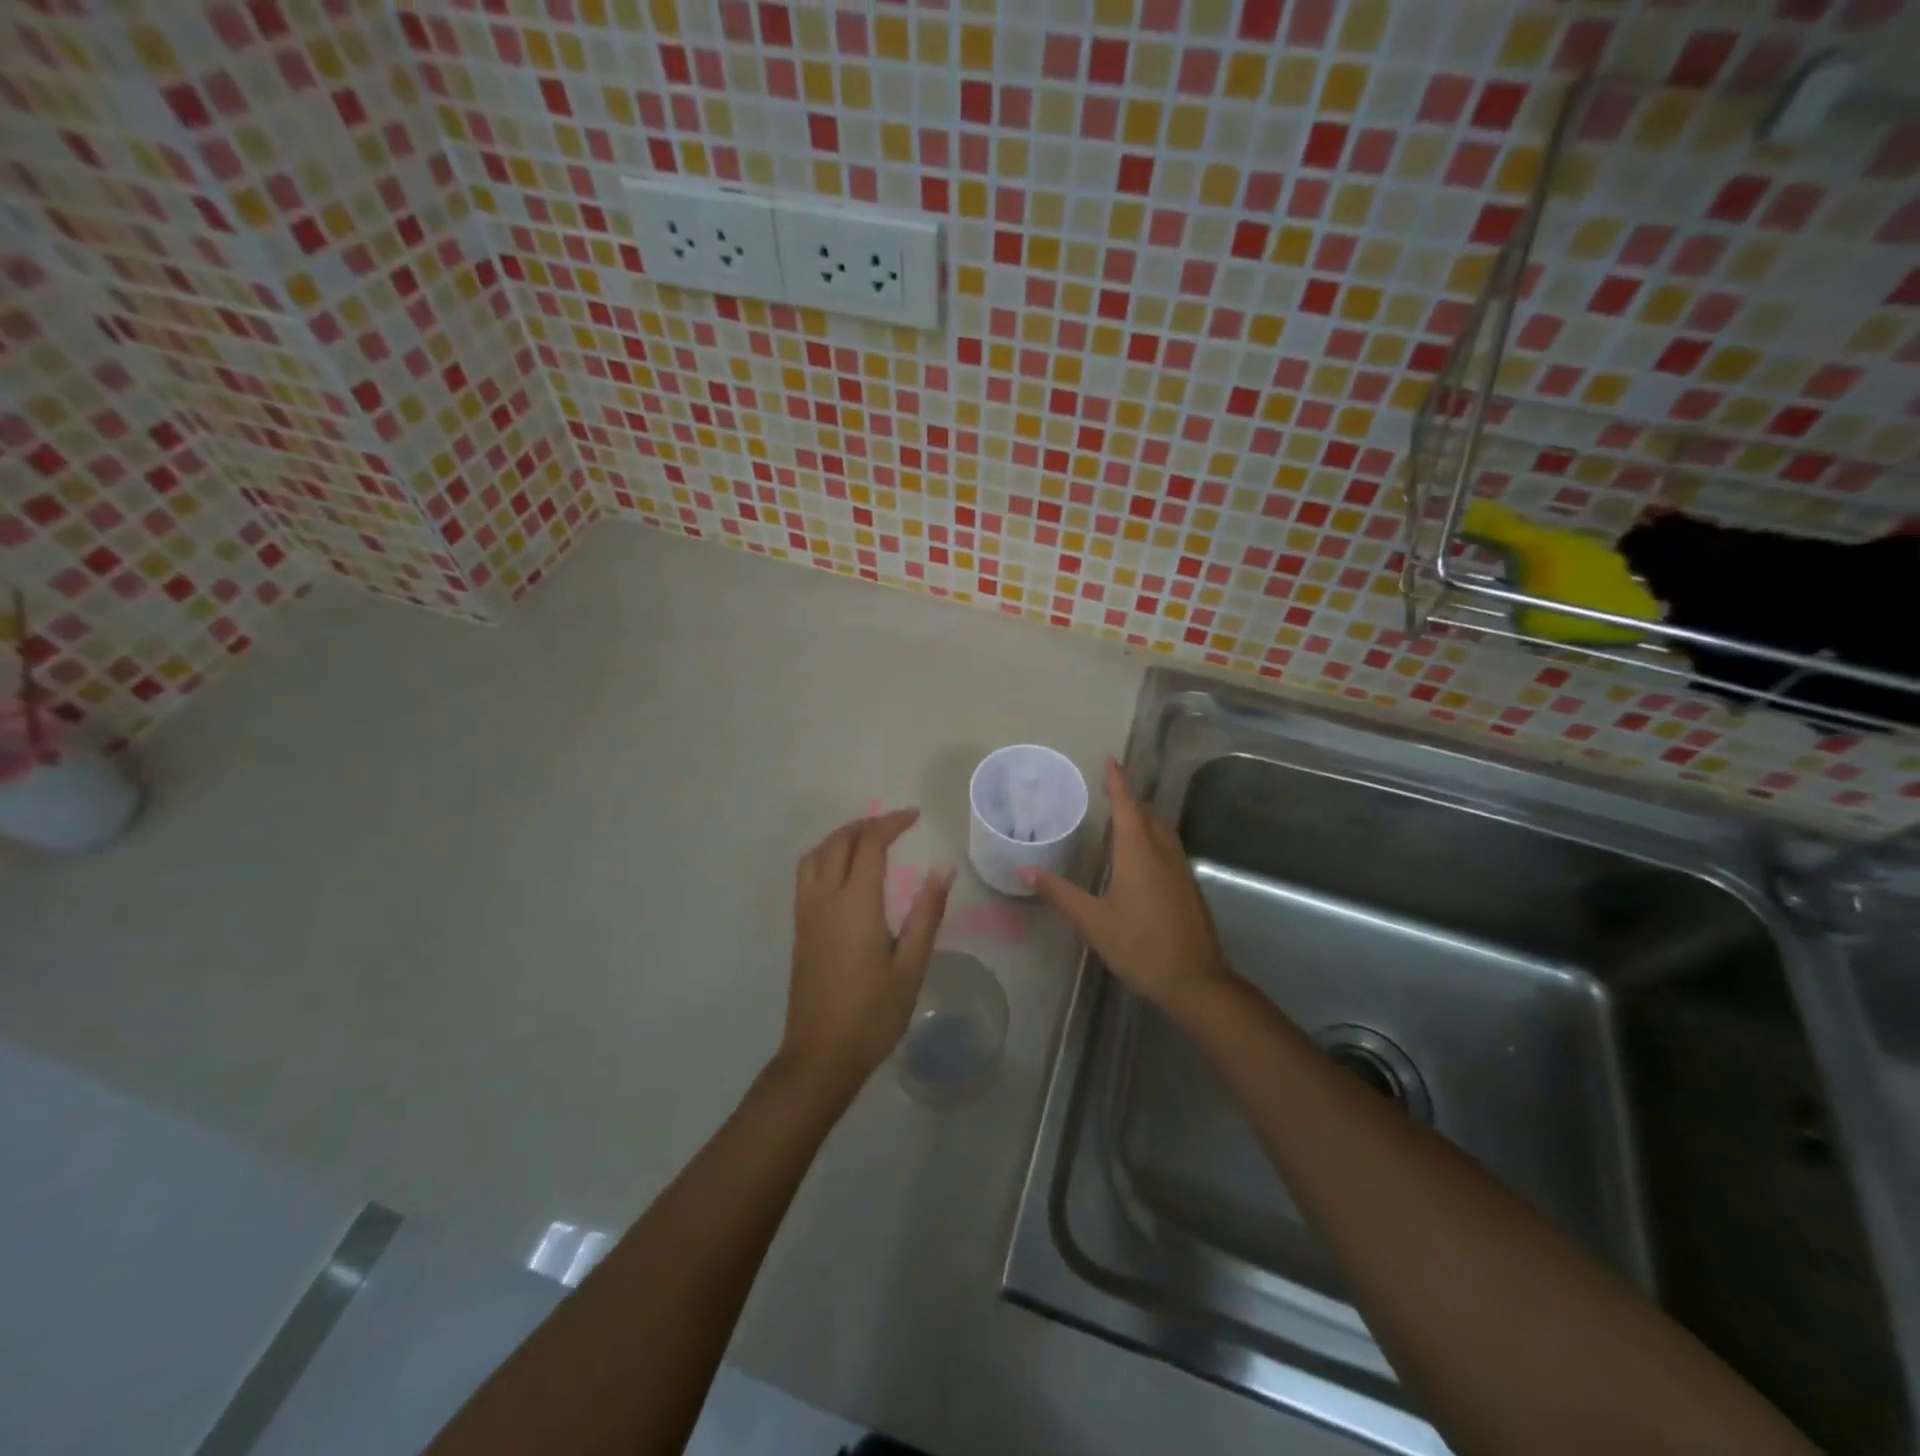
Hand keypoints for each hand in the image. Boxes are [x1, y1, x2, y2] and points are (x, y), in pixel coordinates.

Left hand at [780, 809, 953, 1094]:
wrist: (820, 1056)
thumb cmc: (872, 1014)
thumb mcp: (911, 966)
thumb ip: (926, 914)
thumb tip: (943, 870)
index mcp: (855, 904)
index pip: (869, 844)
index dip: (891, 823)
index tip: (914, 816)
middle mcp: (825, 899)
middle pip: (838, 842)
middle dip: (866, 825)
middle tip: (895, 825)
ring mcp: (806, 913)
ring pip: (816, 855)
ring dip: (841, 837)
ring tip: (868, 839)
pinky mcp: (799, 928)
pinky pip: (807, 874)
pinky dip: (826, 855)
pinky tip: (844, 870)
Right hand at [1028, 759, 1234, 1020]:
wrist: (1196, 982)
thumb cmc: (1140, 947)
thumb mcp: (1093, 921)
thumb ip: (1060, 893)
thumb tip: (1025, 870)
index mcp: (1138, 853)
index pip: (1126, 806)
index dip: (1117, 782)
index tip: (1110, 759)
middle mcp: (1163, 853)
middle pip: (1147, 814)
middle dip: (1129, 799)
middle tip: (1108, 791)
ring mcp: (1181, 870)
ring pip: (1162, 831)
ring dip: (1144, 818)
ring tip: (1124, 818)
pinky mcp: (1189, 888)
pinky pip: (1169, 848)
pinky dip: (1153, 838)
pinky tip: (1142, 858)